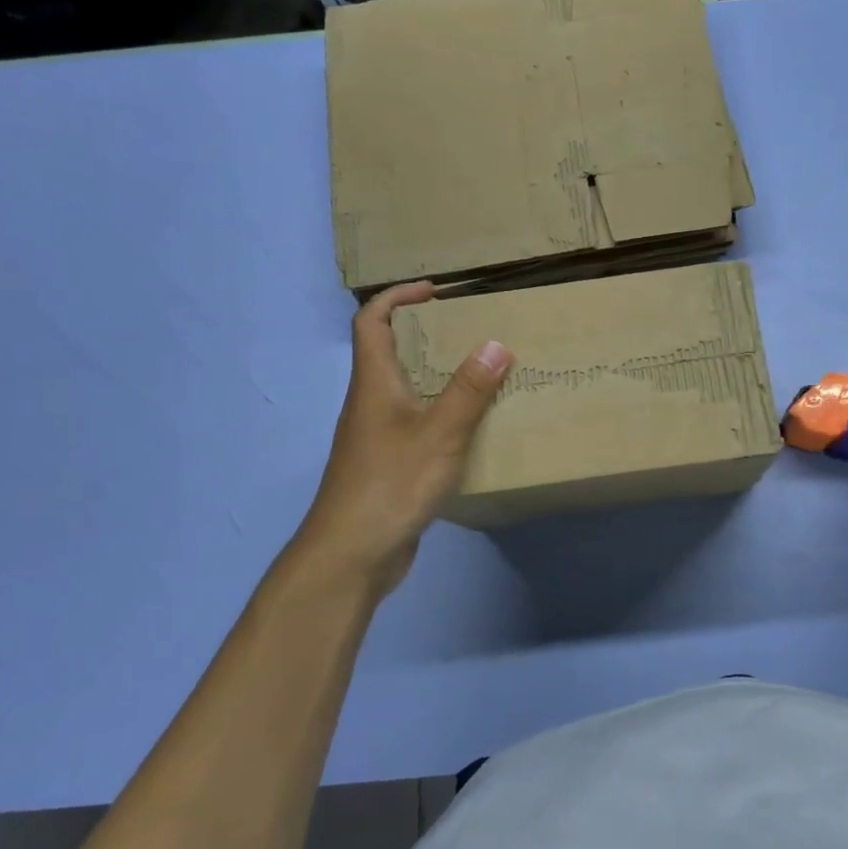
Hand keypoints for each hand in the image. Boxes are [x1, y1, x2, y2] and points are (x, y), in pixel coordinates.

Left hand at [297, 282, 512, 597]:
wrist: (350, 556)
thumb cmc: (390, 484)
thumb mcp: (439, 433)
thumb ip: (469, 389)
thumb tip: (497, 342)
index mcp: (374, 384)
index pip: (371, 322)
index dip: (398, 297)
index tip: (436, 292)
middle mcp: (370, 403)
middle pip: (389, 353)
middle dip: (426, 334)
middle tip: (471, 332)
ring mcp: (376, 436)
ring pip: (404, 390)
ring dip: (436, 375)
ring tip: (482, 374)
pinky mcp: (387, 465)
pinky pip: (415, 423)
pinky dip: (440, 413)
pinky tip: (470, 428)